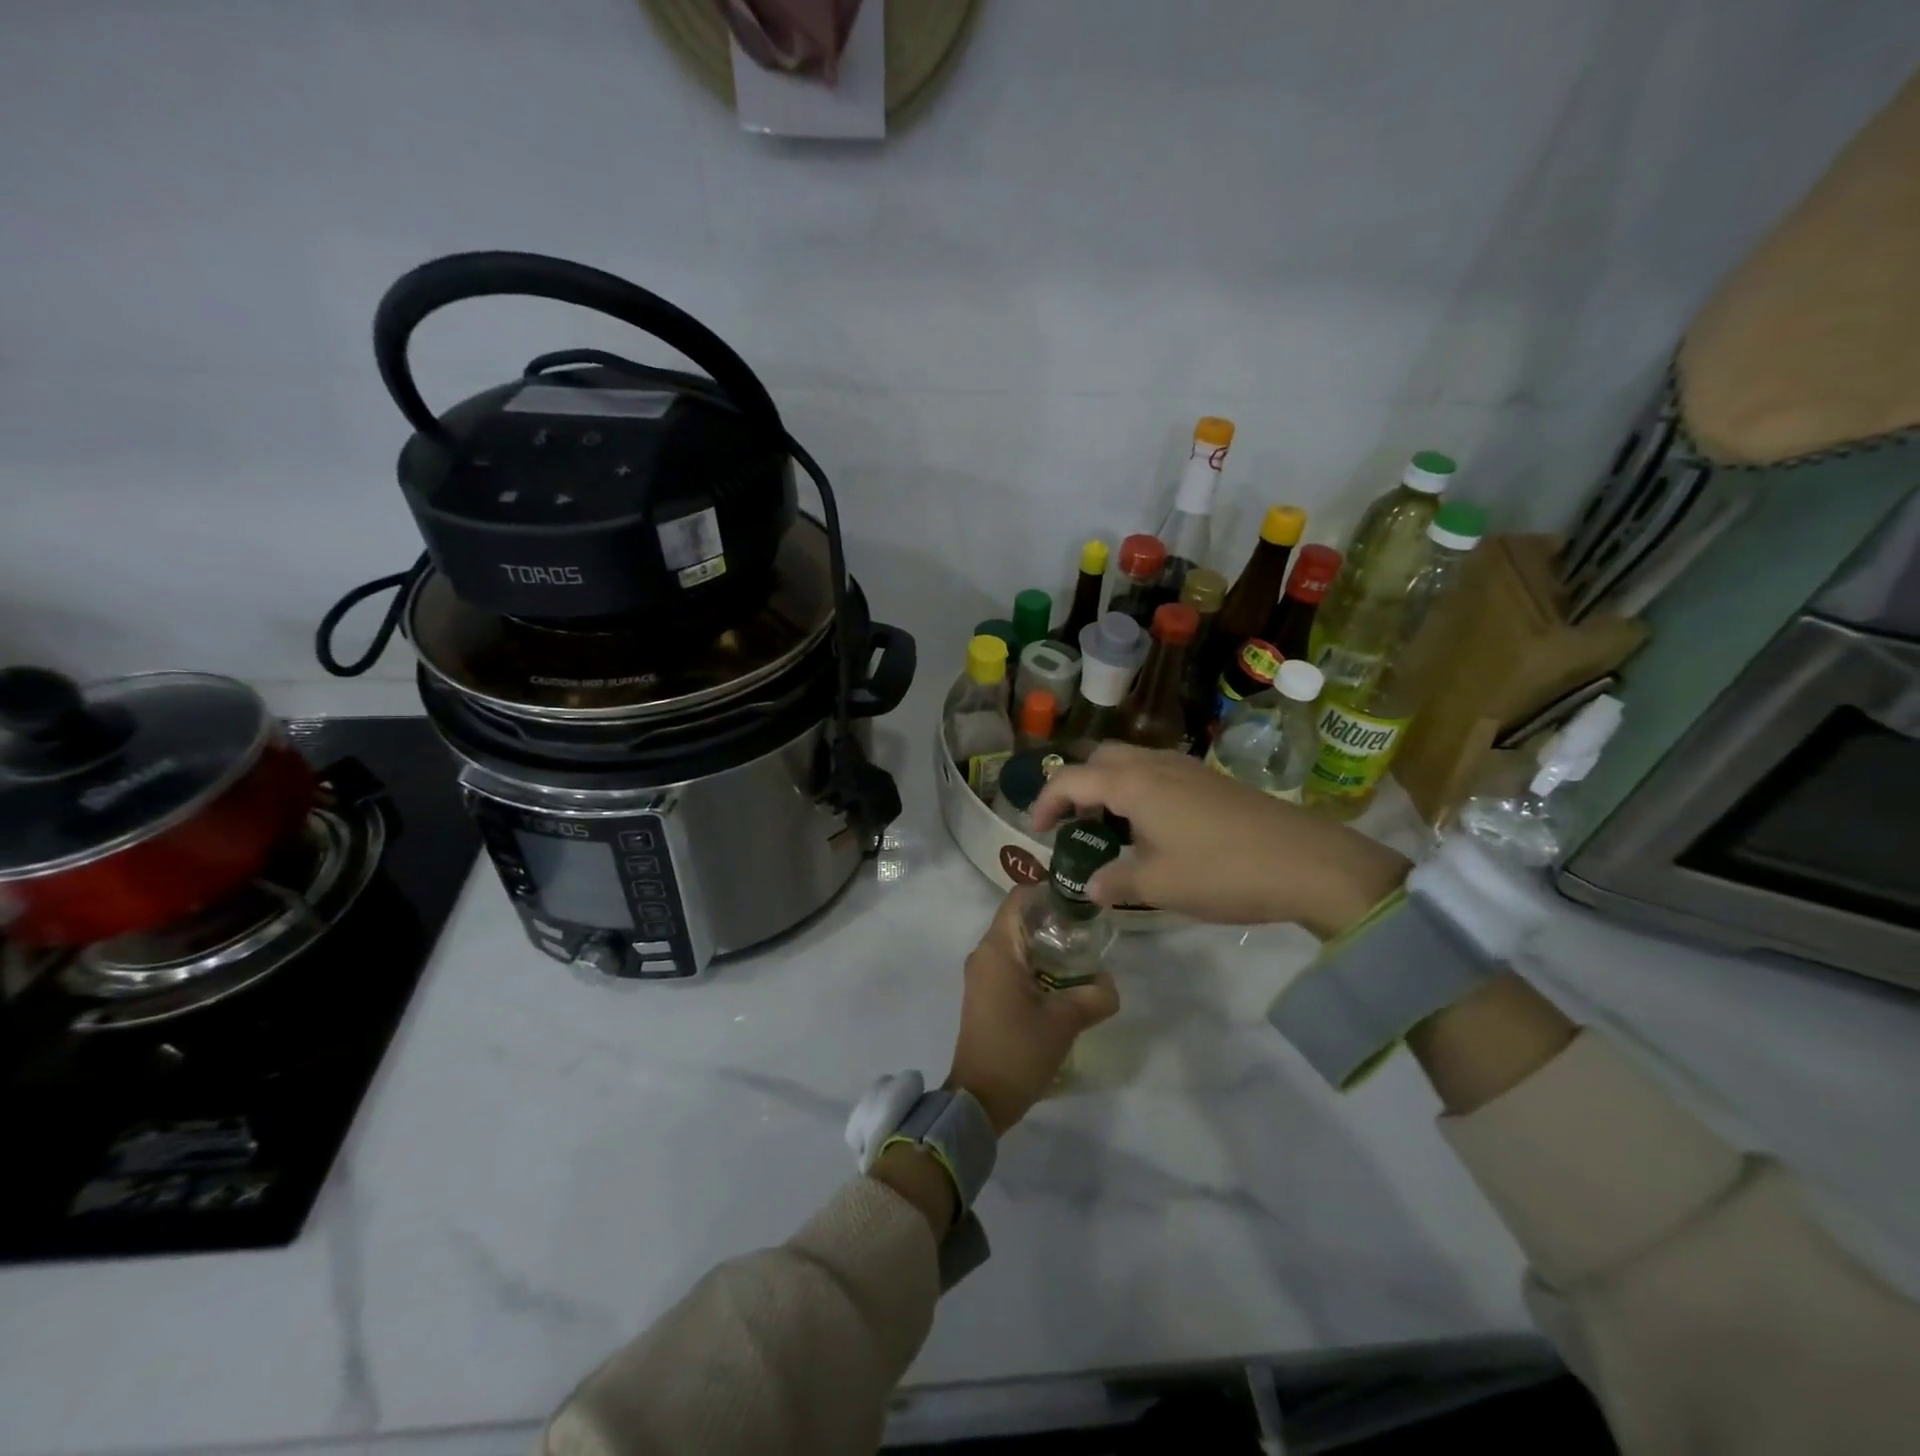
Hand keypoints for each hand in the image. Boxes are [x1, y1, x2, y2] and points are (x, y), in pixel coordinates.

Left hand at [945, 886, 1118, 1133]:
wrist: (980, 1099)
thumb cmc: (1018, 1051)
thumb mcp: (1064, 1022)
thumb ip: (1094, 996)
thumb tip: (1110, 983)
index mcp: (997, 948)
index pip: (1020, 898)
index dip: (1050, 892)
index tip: (1081, 901)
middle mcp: (984, 953)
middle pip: (1021, 918)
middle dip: (1055, 920)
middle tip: (1091, 931)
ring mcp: (982, 974)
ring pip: (1018, 943)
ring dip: (1047, 945)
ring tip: (1083, 955)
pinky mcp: (985, 993)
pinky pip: (1012, 964)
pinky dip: (1036, 964)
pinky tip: (1063, 980)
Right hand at [1030, 743, 1409, 939]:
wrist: (1308, 863)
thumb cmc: (1221, 871)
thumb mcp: (1157, 886)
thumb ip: (1114, 882)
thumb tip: (1090, 886)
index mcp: (1133, 783)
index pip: (1071, 778)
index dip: (1045, 801)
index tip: (1036, 830)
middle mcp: (1156, 765)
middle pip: (1101, 758)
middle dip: (1078, 785)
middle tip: (1073, 823)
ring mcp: (1188, 769)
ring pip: (1132, 763)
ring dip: (1110, 788)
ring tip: (1109, 829)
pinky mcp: (1212, 782)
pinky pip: (1159, 774)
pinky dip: (1139, 792)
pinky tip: (1152, 830)